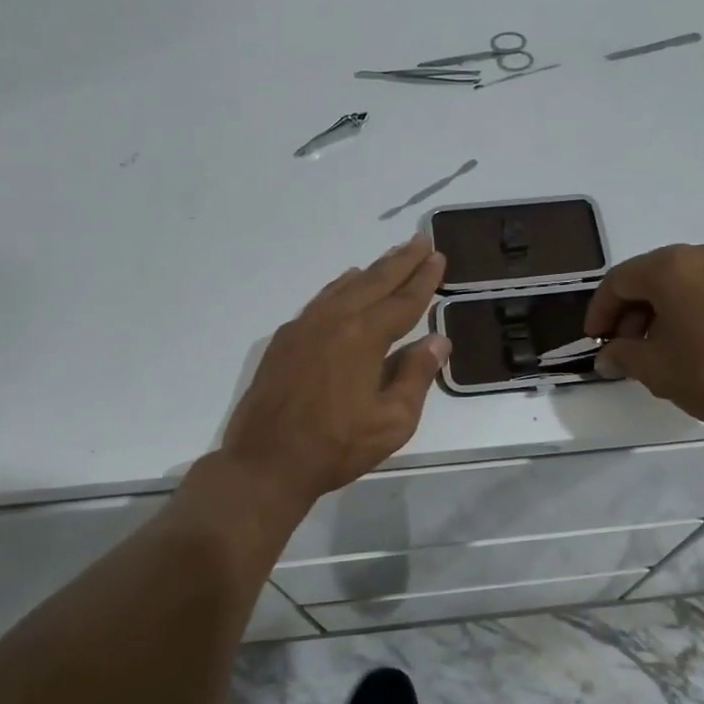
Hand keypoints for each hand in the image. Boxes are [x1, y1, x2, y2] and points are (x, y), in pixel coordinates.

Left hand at [220, 236, 450, 510]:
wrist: (266, 462)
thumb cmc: (337, 446)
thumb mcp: (393, 421)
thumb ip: (416, 375)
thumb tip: (437, 340)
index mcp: (364, 337)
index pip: (403, 300)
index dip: (424, 279)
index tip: (438, 257)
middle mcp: (334, 321)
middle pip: (374, 282)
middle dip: (401, 261)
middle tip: (421, 241)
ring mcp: (304, 327)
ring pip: (345, 287)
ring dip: (371, 271)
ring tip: (391, 258)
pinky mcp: (285, 340)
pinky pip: (320, 300)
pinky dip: (340, 287)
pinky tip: (346, 285)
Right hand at [584, 240, 703, 442]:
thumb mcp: (657, 370)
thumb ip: (622, 356)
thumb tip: (607, 356)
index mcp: (671, 266)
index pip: (618, 281)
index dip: (600, 313)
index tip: (595, 343)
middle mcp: (703, 253)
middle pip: (650, 276)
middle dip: (630, 312)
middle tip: (625, 350)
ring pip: (680, 281)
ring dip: (659, 311)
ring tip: (658, 351)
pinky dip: (689, 308)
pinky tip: (692, 343)